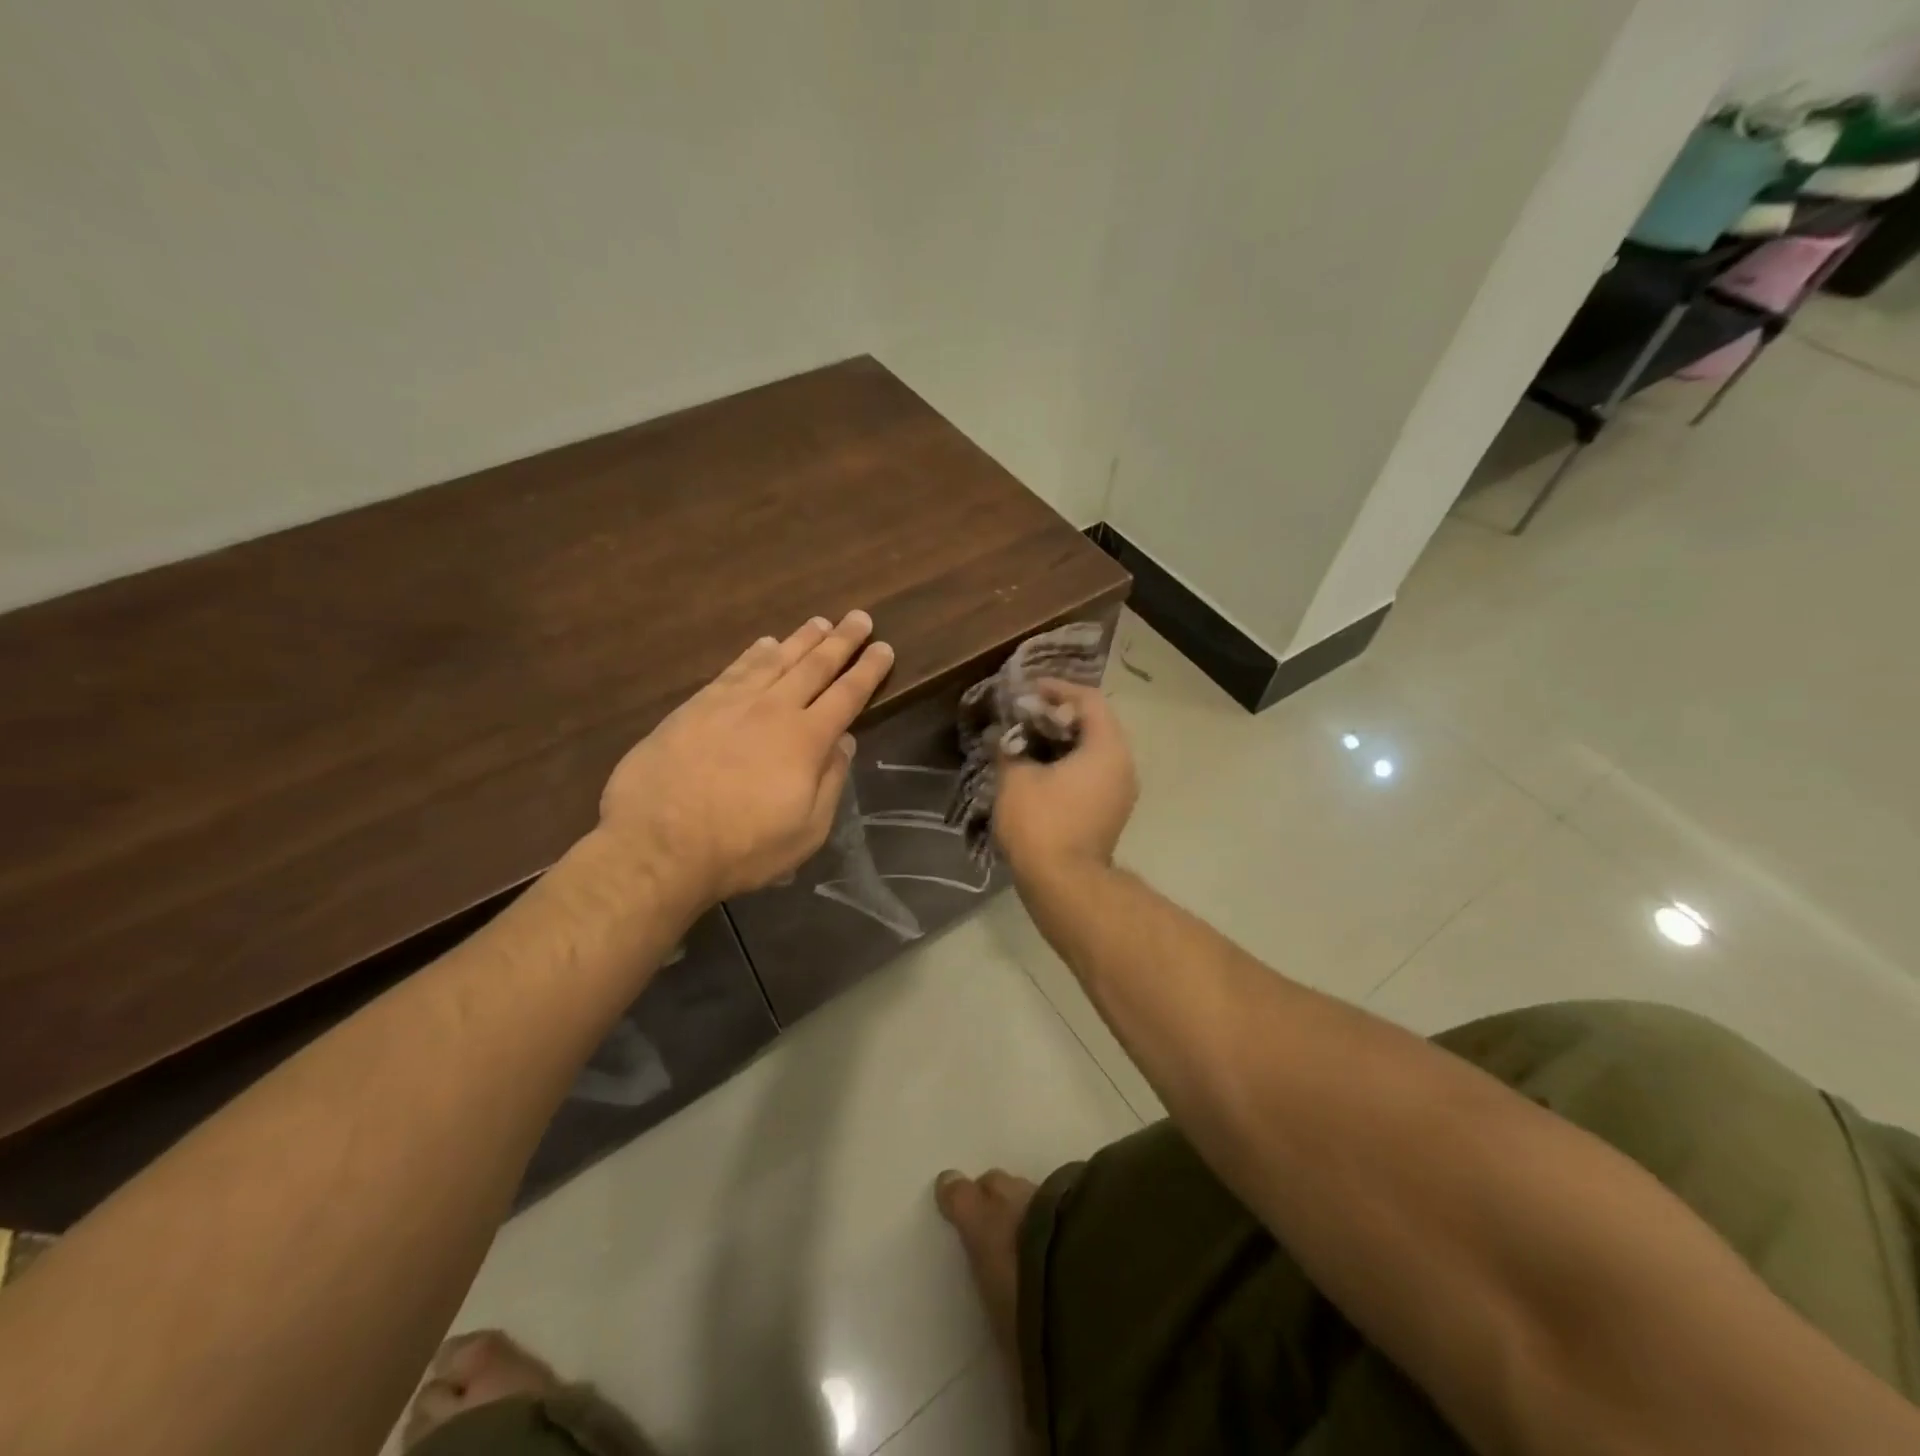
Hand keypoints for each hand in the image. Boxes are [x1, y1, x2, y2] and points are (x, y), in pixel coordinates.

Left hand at [596, 611, 893, 904]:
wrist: (657, 844)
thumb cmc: (741, 848)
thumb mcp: (806, 831)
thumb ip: (830, 782)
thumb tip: (844, 741)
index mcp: (807, 740)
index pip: (847, 695)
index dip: (868, 670)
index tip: (884, 648)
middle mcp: (774, 709)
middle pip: (815, 666)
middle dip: (842, 641)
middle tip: (860, 618)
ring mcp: (732, 703)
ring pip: (776, 660)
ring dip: (802, 639)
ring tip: (820, 623)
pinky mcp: (696, 706)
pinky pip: (735, 668)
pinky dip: (755, 652)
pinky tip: (766, 643)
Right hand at [992, 680, 1137, 878]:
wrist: (1064, 885)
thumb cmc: (1042, 824)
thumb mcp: (1016, 778)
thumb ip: (1009, 747)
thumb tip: (1002, 735)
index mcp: (1107, 748)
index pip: (1088, 700)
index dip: (1057, 689)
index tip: (1027, 691)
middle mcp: (1123, 765)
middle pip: (1094, 723)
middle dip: (1057, 715)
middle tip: (1023, 715)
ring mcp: (1121, 791)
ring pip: (1093, 750)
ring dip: (1062, 741)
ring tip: (1026, 740)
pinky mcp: (1111, 812)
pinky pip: (1093, 773)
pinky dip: (1069, 763)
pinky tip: (1038, 769)